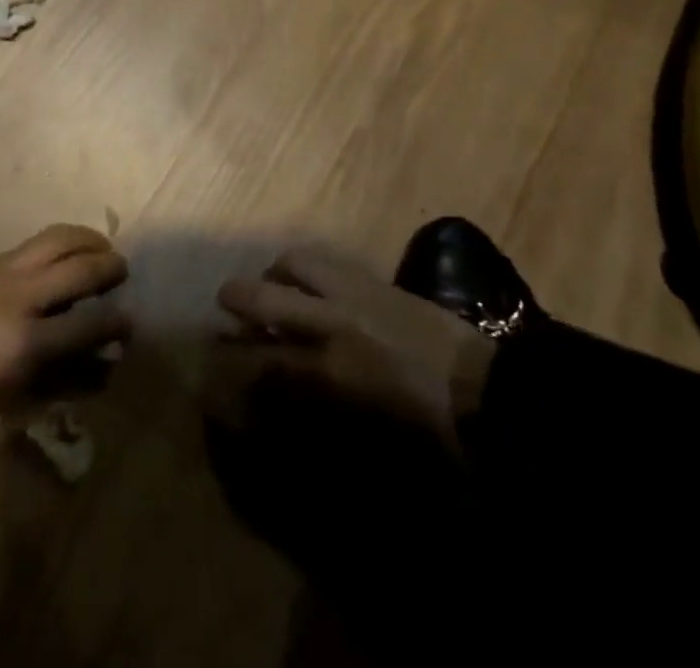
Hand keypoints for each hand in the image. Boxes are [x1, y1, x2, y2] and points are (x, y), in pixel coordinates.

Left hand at [0, 224, 128, 450]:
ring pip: (58, 237)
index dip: (118, 323)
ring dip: (87, 240)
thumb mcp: (1, 402)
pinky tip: (50, 265)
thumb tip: (99, 370)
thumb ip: (55, 381)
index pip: (92, 323)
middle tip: (120, 275)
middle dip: (111, 267)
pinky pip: (29, 245)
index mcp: (25, 344)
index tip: (130, 325)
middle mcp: (19, 296)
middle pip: (83, 265)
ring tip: (97, 251)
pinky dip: (53, 247)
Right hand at [216, 246, 494, 453]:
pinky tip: (314, 284)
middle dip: (236, 298)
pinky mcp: (377, 279)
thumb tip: (275, 399)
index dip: (231, 364)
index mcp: (326, 368)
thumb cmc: (425, 434)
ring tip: (275, 286)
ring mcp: (354, 291)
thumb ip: (311, 410)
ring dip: (277, 273)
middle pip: (263, 295)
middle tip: (224, 304)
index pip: (259, 360)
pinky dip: (310, 269)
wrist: (486, 394)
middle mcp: (330, 320)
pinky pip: (329, 262)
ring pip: (295, 263)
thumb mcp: (361, 437)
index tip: (213, 364)